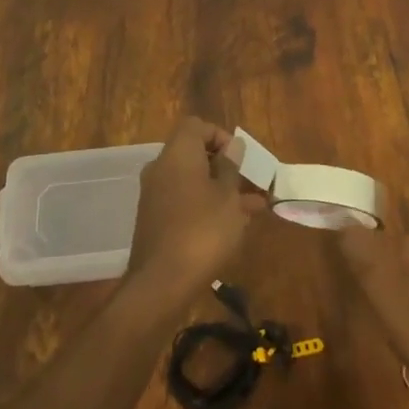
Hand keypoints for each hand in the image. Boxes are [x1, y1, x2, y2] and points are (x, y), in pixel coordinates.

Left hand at [127, 117, 264, 294]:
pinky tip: (232, 226)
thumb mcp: (228, 197)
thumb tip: (233, 145)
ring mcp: (155, 195)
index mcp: (177, 154)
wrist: (162, 282)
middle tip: (250, 184)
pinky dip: (206, 206)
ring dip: (220, 189)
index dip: (219, 135)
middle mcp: (161, 168)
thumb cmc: (203, 231)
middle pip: (194, 154)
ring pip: (192, 181)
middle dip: (224, 167)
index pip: (196, 126)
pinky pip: (184, 201)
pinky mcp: (155, 220)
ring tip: (253, 208)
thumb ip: (231, 168)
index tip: (240, 158)